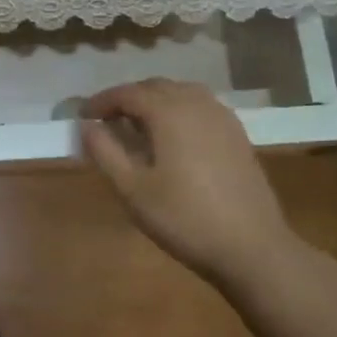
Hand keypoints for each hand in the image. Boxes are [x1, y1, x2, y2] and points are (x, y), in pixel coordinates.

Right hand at [79, 79, 299, 288]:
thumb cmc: (185, 218)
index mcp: (169, 112)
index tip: (83, 116)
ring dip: (155, 101)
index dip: (101, 101)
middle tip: (106, 120)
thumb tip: (87, 125)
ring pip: (181, 93)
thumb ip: (105, 151)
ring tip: (138, 125)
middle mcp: (197, 104)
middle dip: (127, 98)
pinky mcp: (238, 135)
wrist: (253, 249)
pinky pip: (201, 107)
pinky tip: (173, 136)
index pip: (127, 93)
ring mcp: (222, 118)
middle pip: (155, 87)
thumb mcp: (132, 189)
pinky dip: (179, 110)